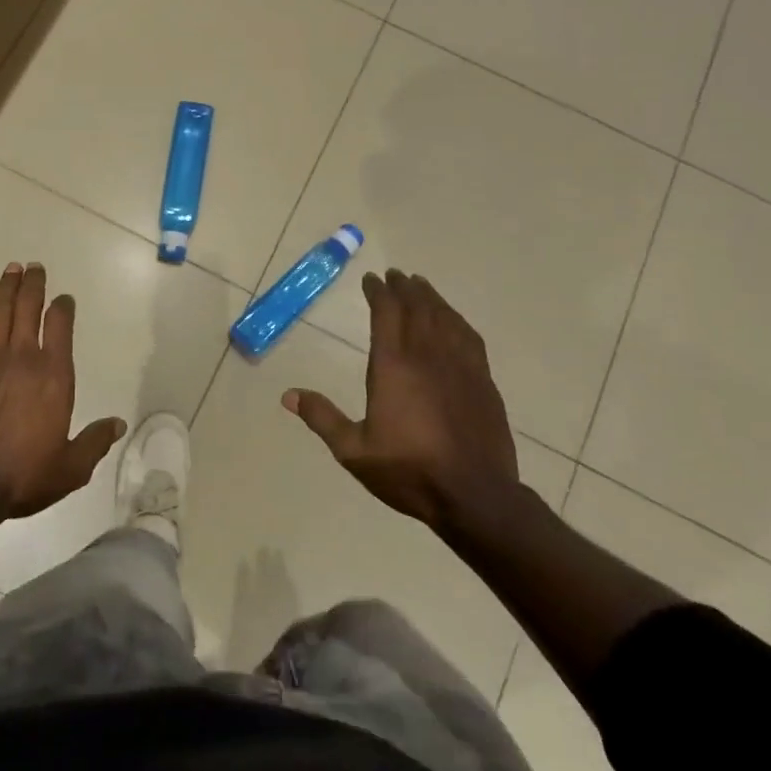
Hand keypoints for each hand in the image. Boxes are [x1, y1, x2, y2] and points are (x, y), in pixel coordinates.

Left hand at [0, 261, 124, 517]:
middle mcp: (23, 358)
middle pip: (29, 308)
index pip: (61, 327)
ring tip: (12, 269)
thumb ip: (95, 442)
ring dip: (7, 288)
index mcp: (54, 376)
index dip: (63, 307)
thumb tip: (119, 424)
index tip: (64, 298)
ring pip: (0, 312)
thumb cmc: (22, 476)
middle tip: (34, 266)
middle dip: (33, 284)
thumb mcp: (70, 468)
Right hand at [282, 269, 521, 531]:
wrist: (475, 496)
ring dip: (430, 298)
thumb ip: (322, 418)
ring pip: (444, 318)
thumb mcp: (354, 451)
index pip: (386, 314)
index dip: (378, 292)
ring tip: (421, 285)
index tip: (371, 279)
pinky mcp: (483, 380)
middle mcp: (427, 356)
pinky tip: (453, 319)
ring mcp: (460, 366)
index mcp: (393, 366)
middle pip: (416, 308)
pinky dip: (457, 320)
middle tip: (395, 275)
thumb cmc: (409, 471)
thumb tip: (287, 395)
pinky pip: (469, 337)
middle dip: (404, 288)